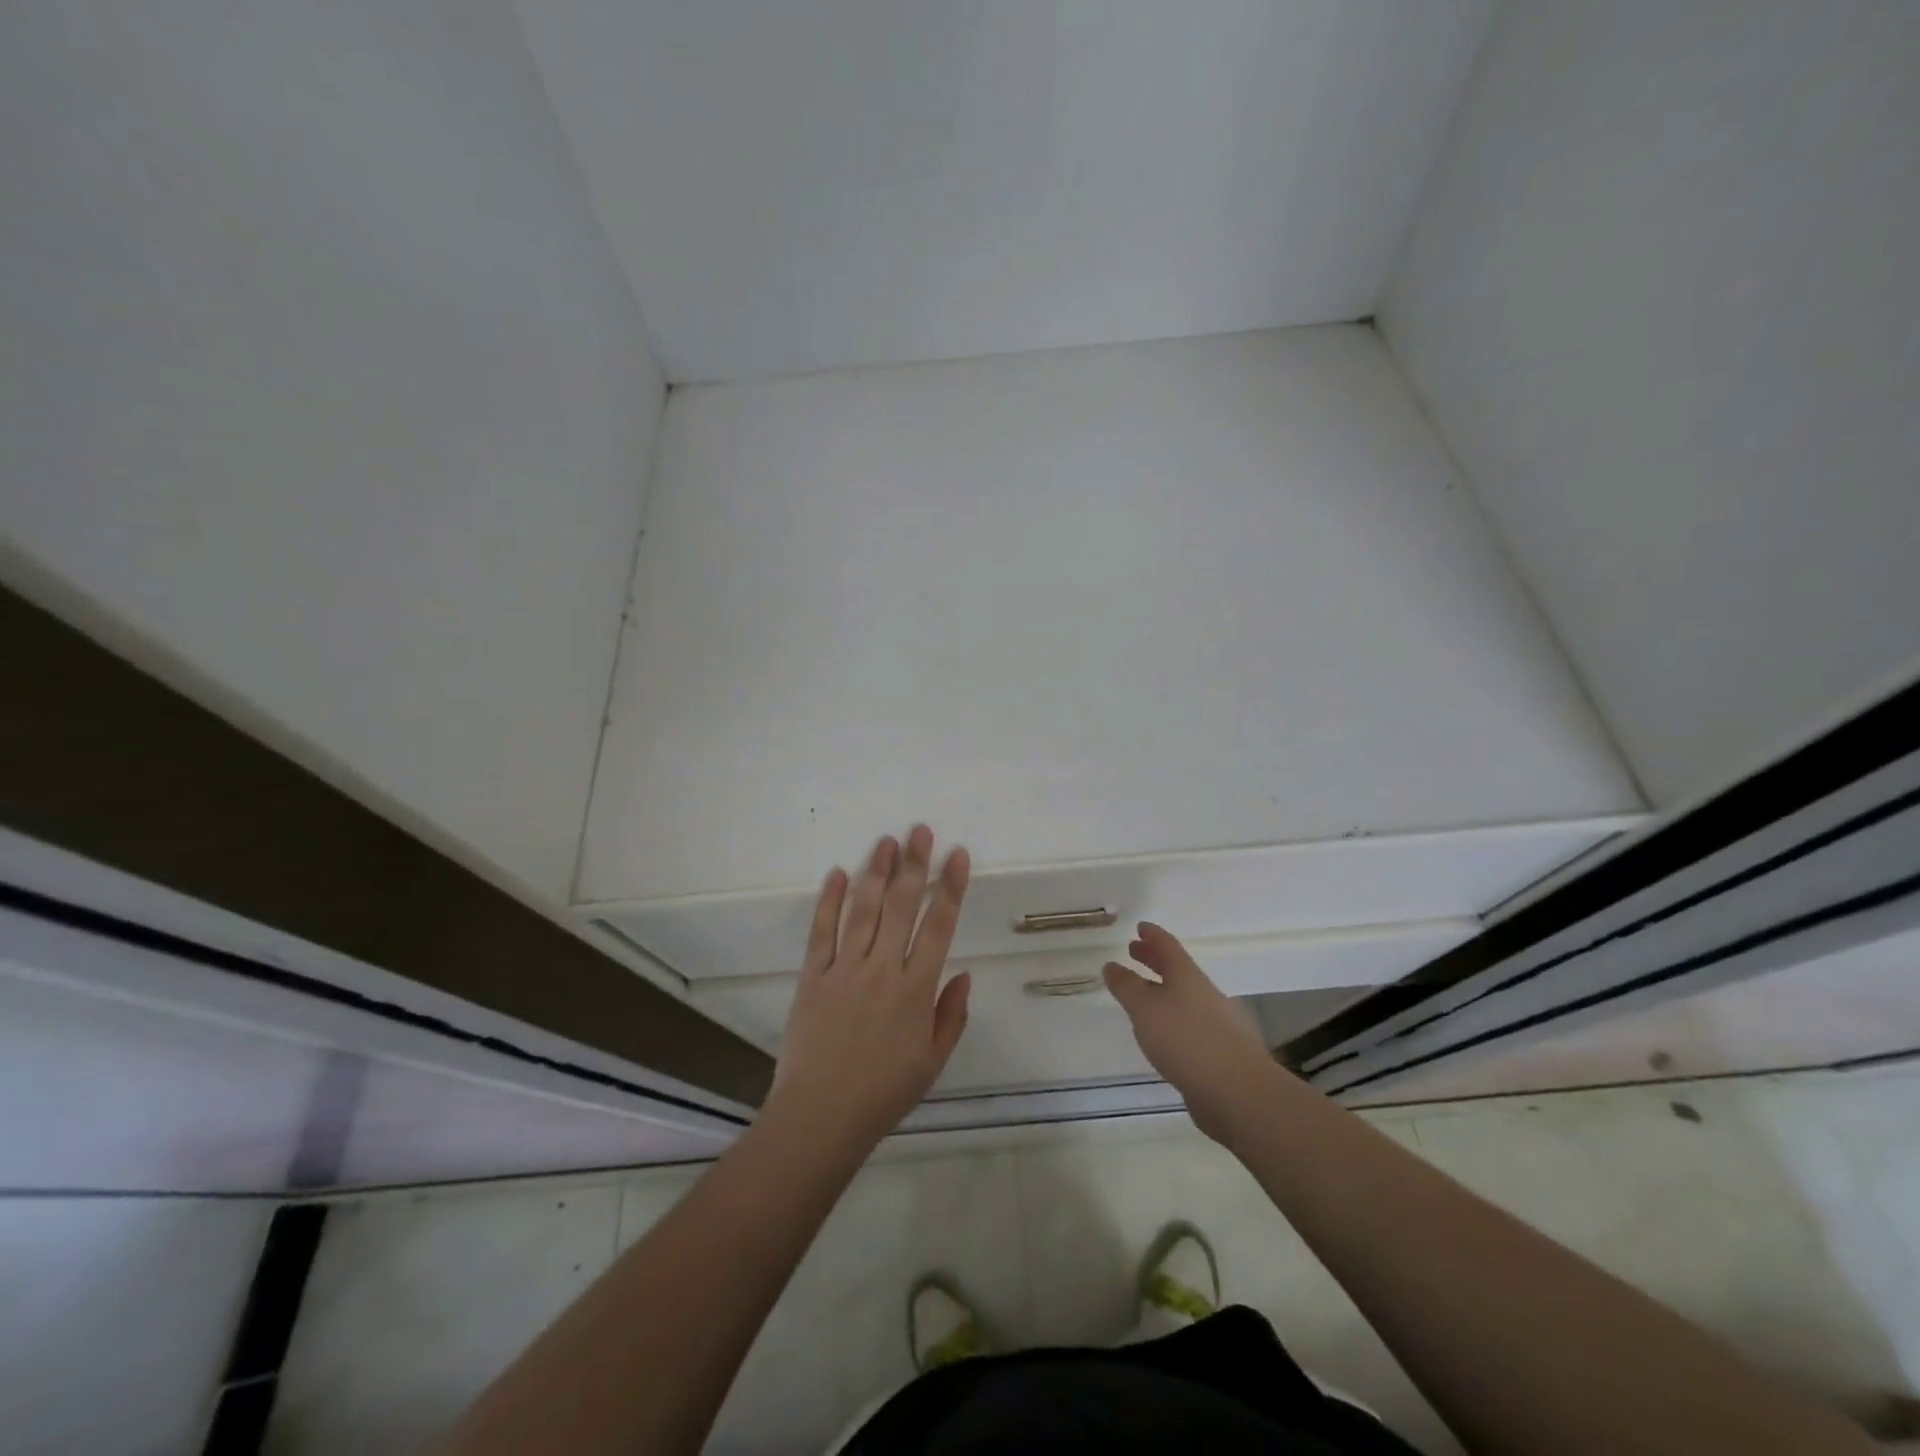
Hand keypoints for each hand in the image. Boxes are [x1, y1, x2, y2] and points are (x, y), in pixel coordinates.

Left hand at [766, 826, 972, 1154]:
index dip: (950, 887)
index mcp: (916, 990)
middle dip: (914, 865)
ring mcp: (844, 969)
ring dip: (876, 871)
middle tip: (920, 830)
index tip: (957, 855)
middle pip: (902, 906)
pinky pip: (822, 931)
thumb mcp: (933, 1061)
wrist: (820, 1117)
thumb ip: (951, 1015)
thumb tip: (963, 972)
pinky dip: (829, 900)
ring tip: (886, 840)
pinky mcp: (812, 976)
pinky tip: (837, 873)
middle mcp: (882, 970)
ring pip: (863, 909)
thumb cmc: (883, 1093)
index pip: (939, 926)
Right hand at [1103, 923, 1281, 1145]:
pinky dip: (1171, 1018)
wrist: (1237, 1091)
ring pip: (1183, 997)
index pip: (1167, 945)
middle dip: (1154, 959)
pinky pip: (1189, 1023)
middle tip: (1134, 951)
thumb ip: (1126, 986)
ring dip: (1161, 989)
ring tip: (1142, 994)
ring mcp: (1214, 1022)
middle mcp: (1202, 993)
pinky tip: (1162, 1033)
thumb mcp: (1145, 1009)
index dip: (1152, 935)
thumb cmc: (1186, 1039)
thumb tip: (1112, 965)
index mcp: (1186, 976)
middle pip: (1176, 969)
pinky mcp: (1218, 1051)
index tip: (1139, 927)